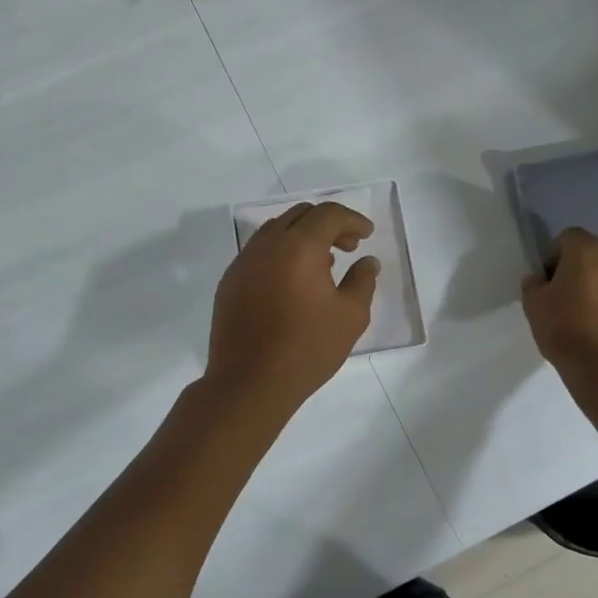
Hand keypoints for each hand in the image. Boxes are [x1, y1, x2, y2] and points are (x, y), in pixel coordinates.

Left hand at [207, 201, 379, 412]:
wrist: (249, 383)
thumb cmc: (307, 348)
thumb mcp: (350, 316)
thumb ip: (363, 280)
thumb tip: (367, 261)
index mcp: (298, 246)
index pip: (328, 214)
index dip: (352, 220)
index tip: (368, 235)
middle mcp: (267, 244)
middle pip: (300, 215)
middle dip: (328, 224)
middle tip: (349, 246)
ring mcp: (243, 261)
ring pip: (276, 231)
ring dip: (302, 237)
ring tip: (323, 264)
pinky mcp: (229, 281)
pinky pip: (259, 252)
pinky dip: (281, 253)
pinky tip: (293, 283)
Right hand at [521, 227, 597, 371]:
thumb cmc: (566, 331)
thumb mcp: (533, 306)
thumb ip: (534, 284)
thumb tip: (539, 279)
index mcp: (587, 251)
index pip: (568, 238)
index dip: (556, 257)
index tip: (550, 282)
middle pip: (597, 254)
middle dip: (584, 270)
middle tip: (572, 298)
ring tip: (595, 319)